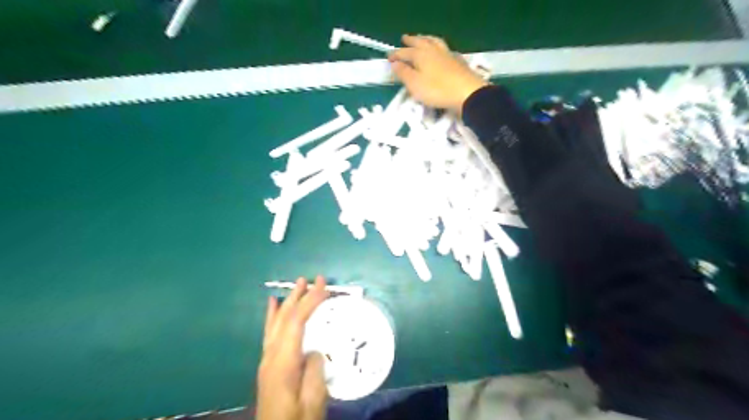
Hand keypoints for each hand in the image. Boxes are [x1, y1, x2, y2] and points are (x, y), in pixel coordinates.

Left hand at [259, 277, 328, 418]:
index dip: (310, 301)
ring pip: (276, 323)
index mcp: (283, 363)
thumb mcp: (313, 401)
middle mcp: (271, 356)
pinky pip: (270, 332)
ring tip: (297, 285)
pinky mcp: (268, 365)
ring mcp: (267, 360)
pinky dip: (272, 315)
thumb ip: (314, 371)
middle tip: (312, 279)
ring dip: (288, 301)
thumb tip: (314, 350)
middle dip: (299, 296)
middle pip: (284, 318)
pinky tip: (273, 305)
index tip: (323, 285)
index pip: (296, 323)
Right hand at [385, 34, 492, 113]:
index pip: (404, 52)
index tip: (388, 58)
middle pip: (420, 42)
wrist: (466, 92)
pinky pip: (444, 47)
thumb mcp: (415, 84)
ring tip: (421, 38)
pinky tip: (439, 49)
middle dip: (411, 41)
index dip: (395, 55)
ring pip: (433, 41)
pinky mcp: (457, 60)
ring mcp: (447, 54)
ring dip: (425, 38)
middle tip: (404, 38)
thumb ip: (403, 73)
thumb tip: (394, 63)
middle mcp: (433, 50)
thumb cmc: (437, 90)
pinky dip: (438, 45)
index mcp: (420, 55)